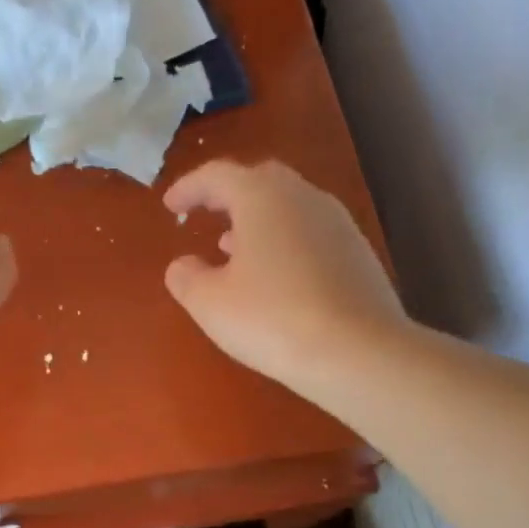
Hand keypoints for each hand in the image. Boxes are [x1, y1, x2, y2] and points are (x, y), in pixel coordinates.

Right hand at [164, 159, 406, 401]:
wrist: (359, 351)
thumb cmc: (272, 318)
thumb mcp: (210, 303)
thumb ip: (187, 277)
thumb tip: (183, 265)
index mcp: (262, 197)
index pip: (218, 175)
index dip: (189, 188)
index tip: (169, 206)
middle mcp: (304, 197)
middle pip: (259, 180)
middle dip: (228, 195)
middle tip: (205, 213)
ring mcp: (337, 223)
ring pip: (288, 207)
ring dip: (256, 220)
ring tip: (232, 247)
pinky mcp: (358, 253)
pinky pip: (309, 233)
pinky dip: (283, 242)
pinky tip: (273, 276)